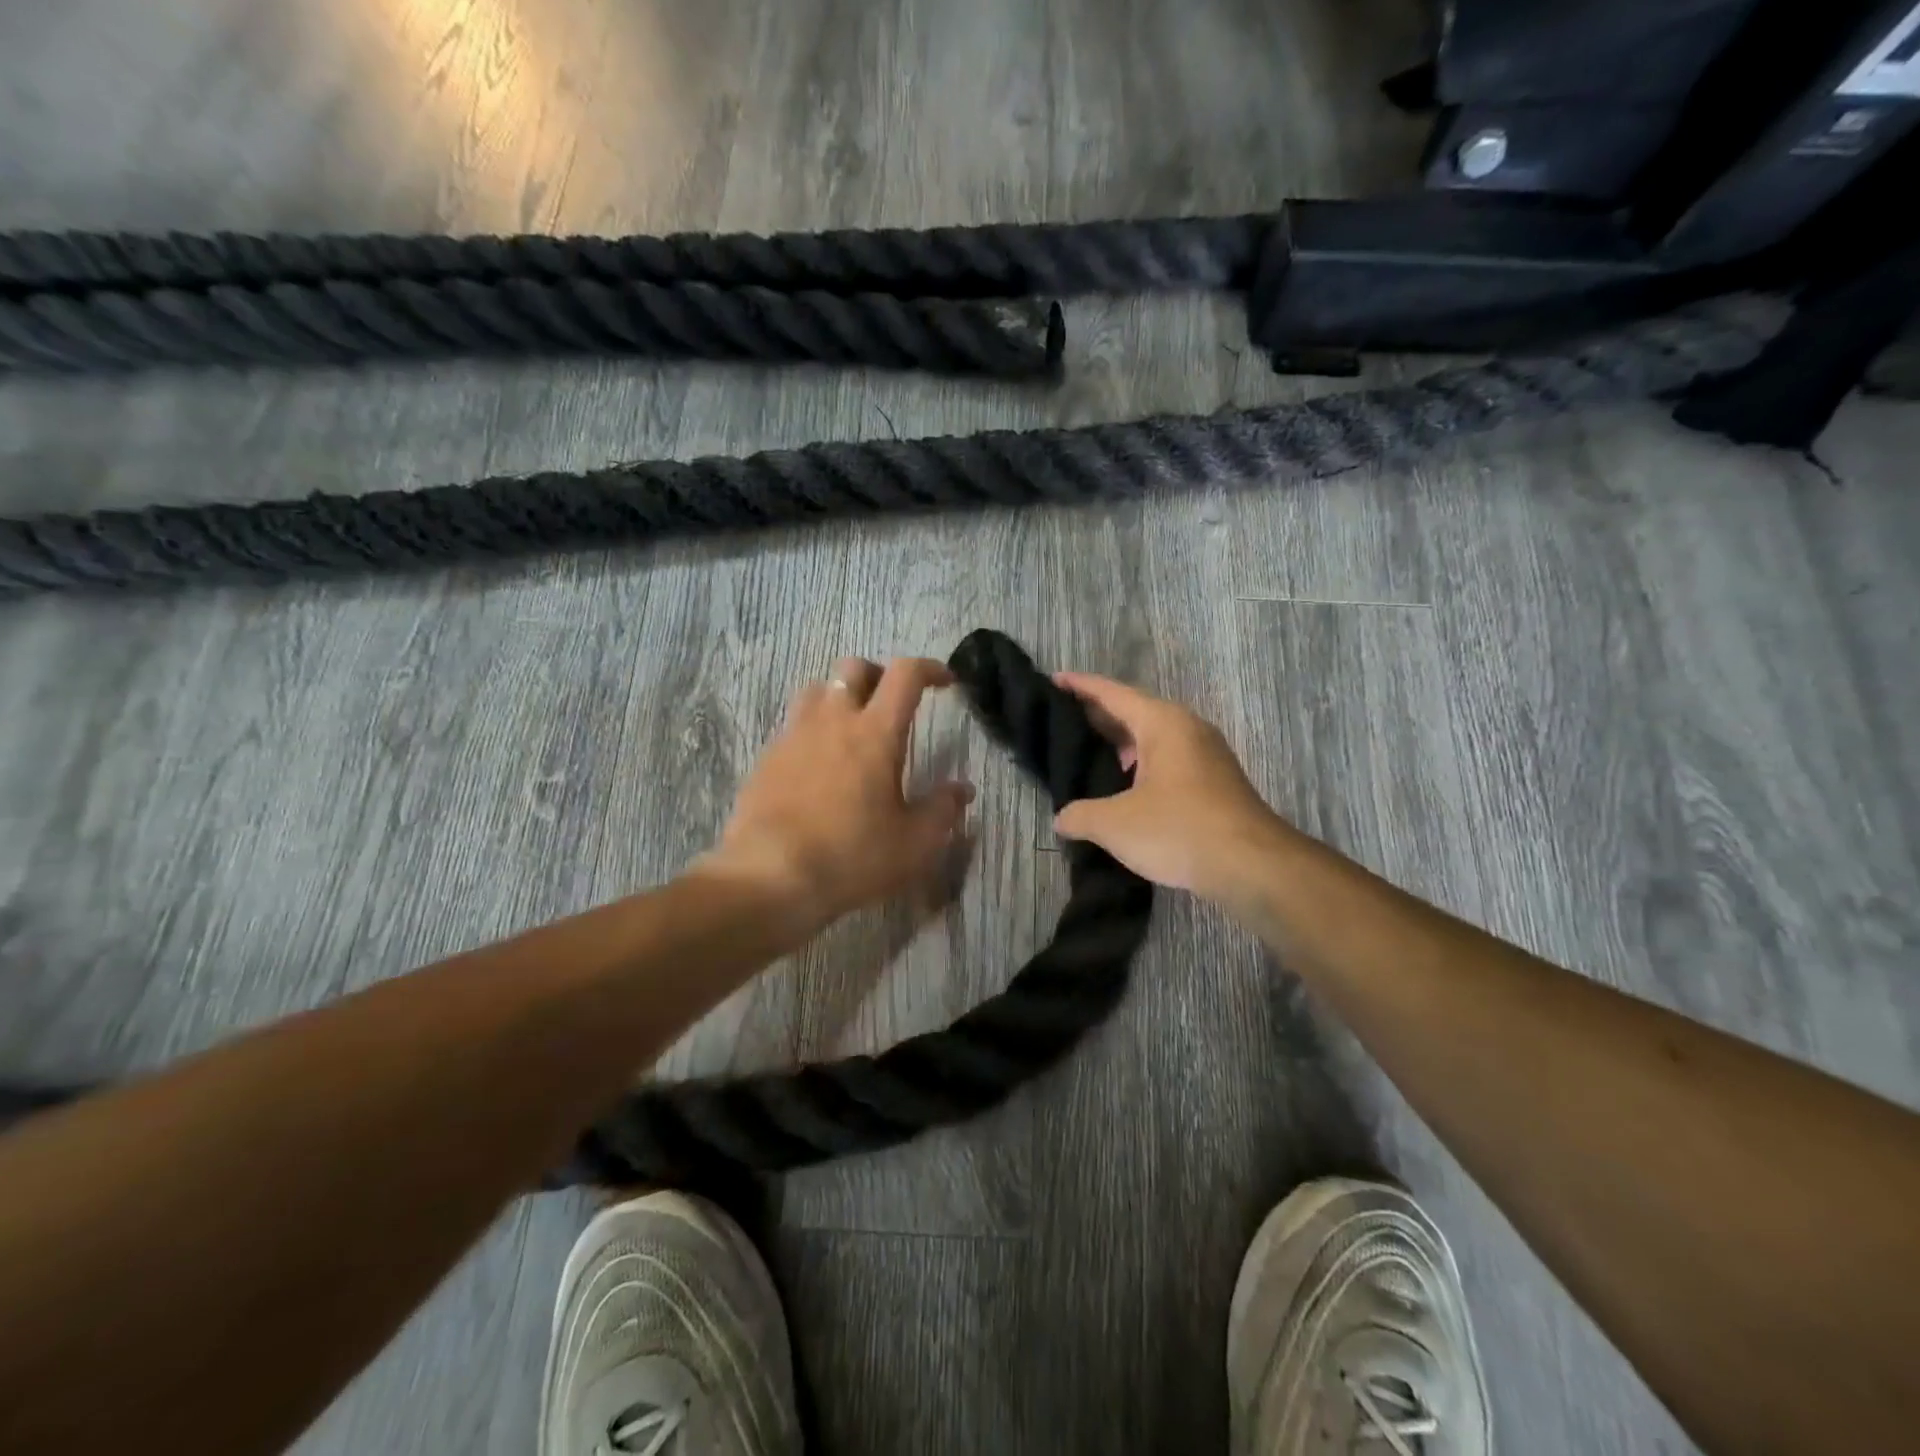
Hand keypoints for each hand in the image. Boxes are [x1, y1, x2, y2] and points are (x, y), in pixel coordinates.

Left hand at [701, 656, 973, 934]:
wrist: (770, 876)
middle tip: (892, 703)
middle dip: (878, 675)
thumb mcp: (914, 843)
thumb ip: (942, 810)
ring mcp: (793, 736)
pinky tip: (818, 765)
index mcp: (875, 732)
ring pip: (817, 689)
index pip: (905, 675)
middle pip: (854, 668)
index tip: (945, 682)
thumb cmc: (852, 856)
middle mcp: (832, 721)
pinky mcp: (766, 758)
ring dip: (840, 697)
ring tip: (851, 727)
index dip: (929, 668)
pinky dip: (812, 731)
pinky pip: (793, 726)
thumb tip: (962, 789)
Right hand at [1051, 672, 1293, 899]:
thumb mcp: (1115, 824)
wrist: (1253, 866)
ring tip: (1085, 756)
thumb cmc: (1180, 830)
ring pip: (1152, 739)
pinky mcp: (1214, 782)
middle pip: (1132, 712)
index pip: (1112, 693)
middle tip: (1060, 722)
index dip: (1080, 686)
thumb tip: (1062, 819)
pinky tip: (1122, 789)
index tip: (1053, 680)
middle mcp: (1186, 728)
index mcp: (1162, 723)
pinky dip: (1139, 765)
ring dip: (1119, 744)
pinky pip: (1166, 760)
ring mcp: (1205, 755)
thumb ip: (1080, 815)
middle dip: (1096, 716)